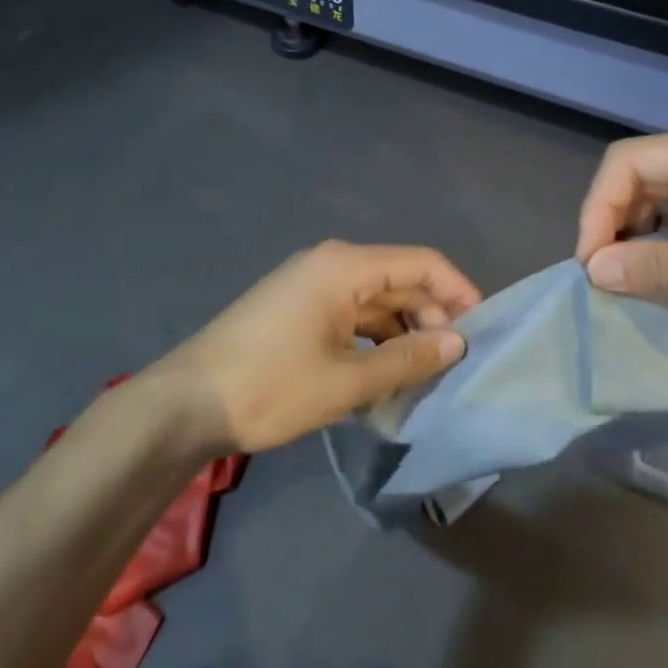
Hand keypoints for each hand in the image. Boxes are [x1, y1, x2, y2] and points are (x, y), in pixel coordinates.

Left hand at [149, 241, 482, 453]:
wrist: (185, 404)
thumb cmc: (271, 387)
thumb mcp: (349, 380)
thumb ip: (409, 359)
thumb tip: (457, 342)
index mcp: (345, 266)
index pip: (422, 263)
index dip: (458, 291)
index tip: (482, 330)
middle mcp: (330, 263)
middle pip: (399, 279)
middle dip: (430, 317)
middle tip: (451, 365)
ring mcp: (308, 285)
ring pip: (374, 300)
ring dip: (401, 332)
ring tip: (421, 376)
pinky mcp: (295, 308)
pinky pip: (349, 314)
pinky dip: (372, 339)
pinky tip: (382, 374)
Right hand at [574, 125, 667, 344]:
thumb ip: (661, 268)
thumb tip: (594, 270)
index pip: (628, 162)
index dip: (599, 206)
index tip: (591, 261)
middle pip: (641, 176)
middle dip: (614, 221)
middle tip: (604, 275)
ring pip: (662, 198)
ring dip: (637, 234)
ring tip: (625, 278)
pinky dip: (666, 243)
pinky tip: (659, 274)